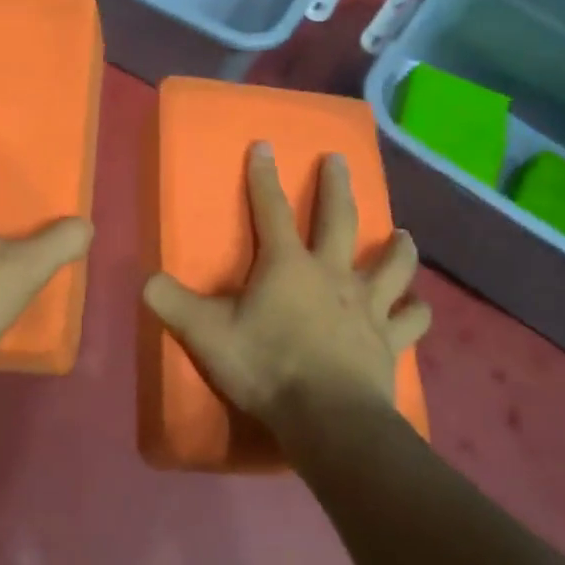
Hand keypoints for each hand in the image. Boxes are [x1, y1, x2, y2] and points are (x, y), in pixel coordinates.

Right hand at [143, 144, 428, 426]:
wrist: (328, 420)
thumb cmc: (267, 367)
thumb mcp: (206, 335)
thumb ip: (173, 305)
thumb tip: (145, 281)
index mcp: (287, 265)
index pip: (270, 209)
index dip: (263, 177)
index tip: (264, 145)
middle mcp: (332, 274)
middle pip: (338, 220)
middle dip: (336, 187)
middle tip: (339, 159)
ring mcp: (366, 307)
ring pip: (390, 267)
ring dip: (398, 249)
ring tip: (404, 234)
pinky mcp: (389, 342)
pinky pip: (410, 322)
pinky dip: (416, 313)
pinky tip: (420, 308)